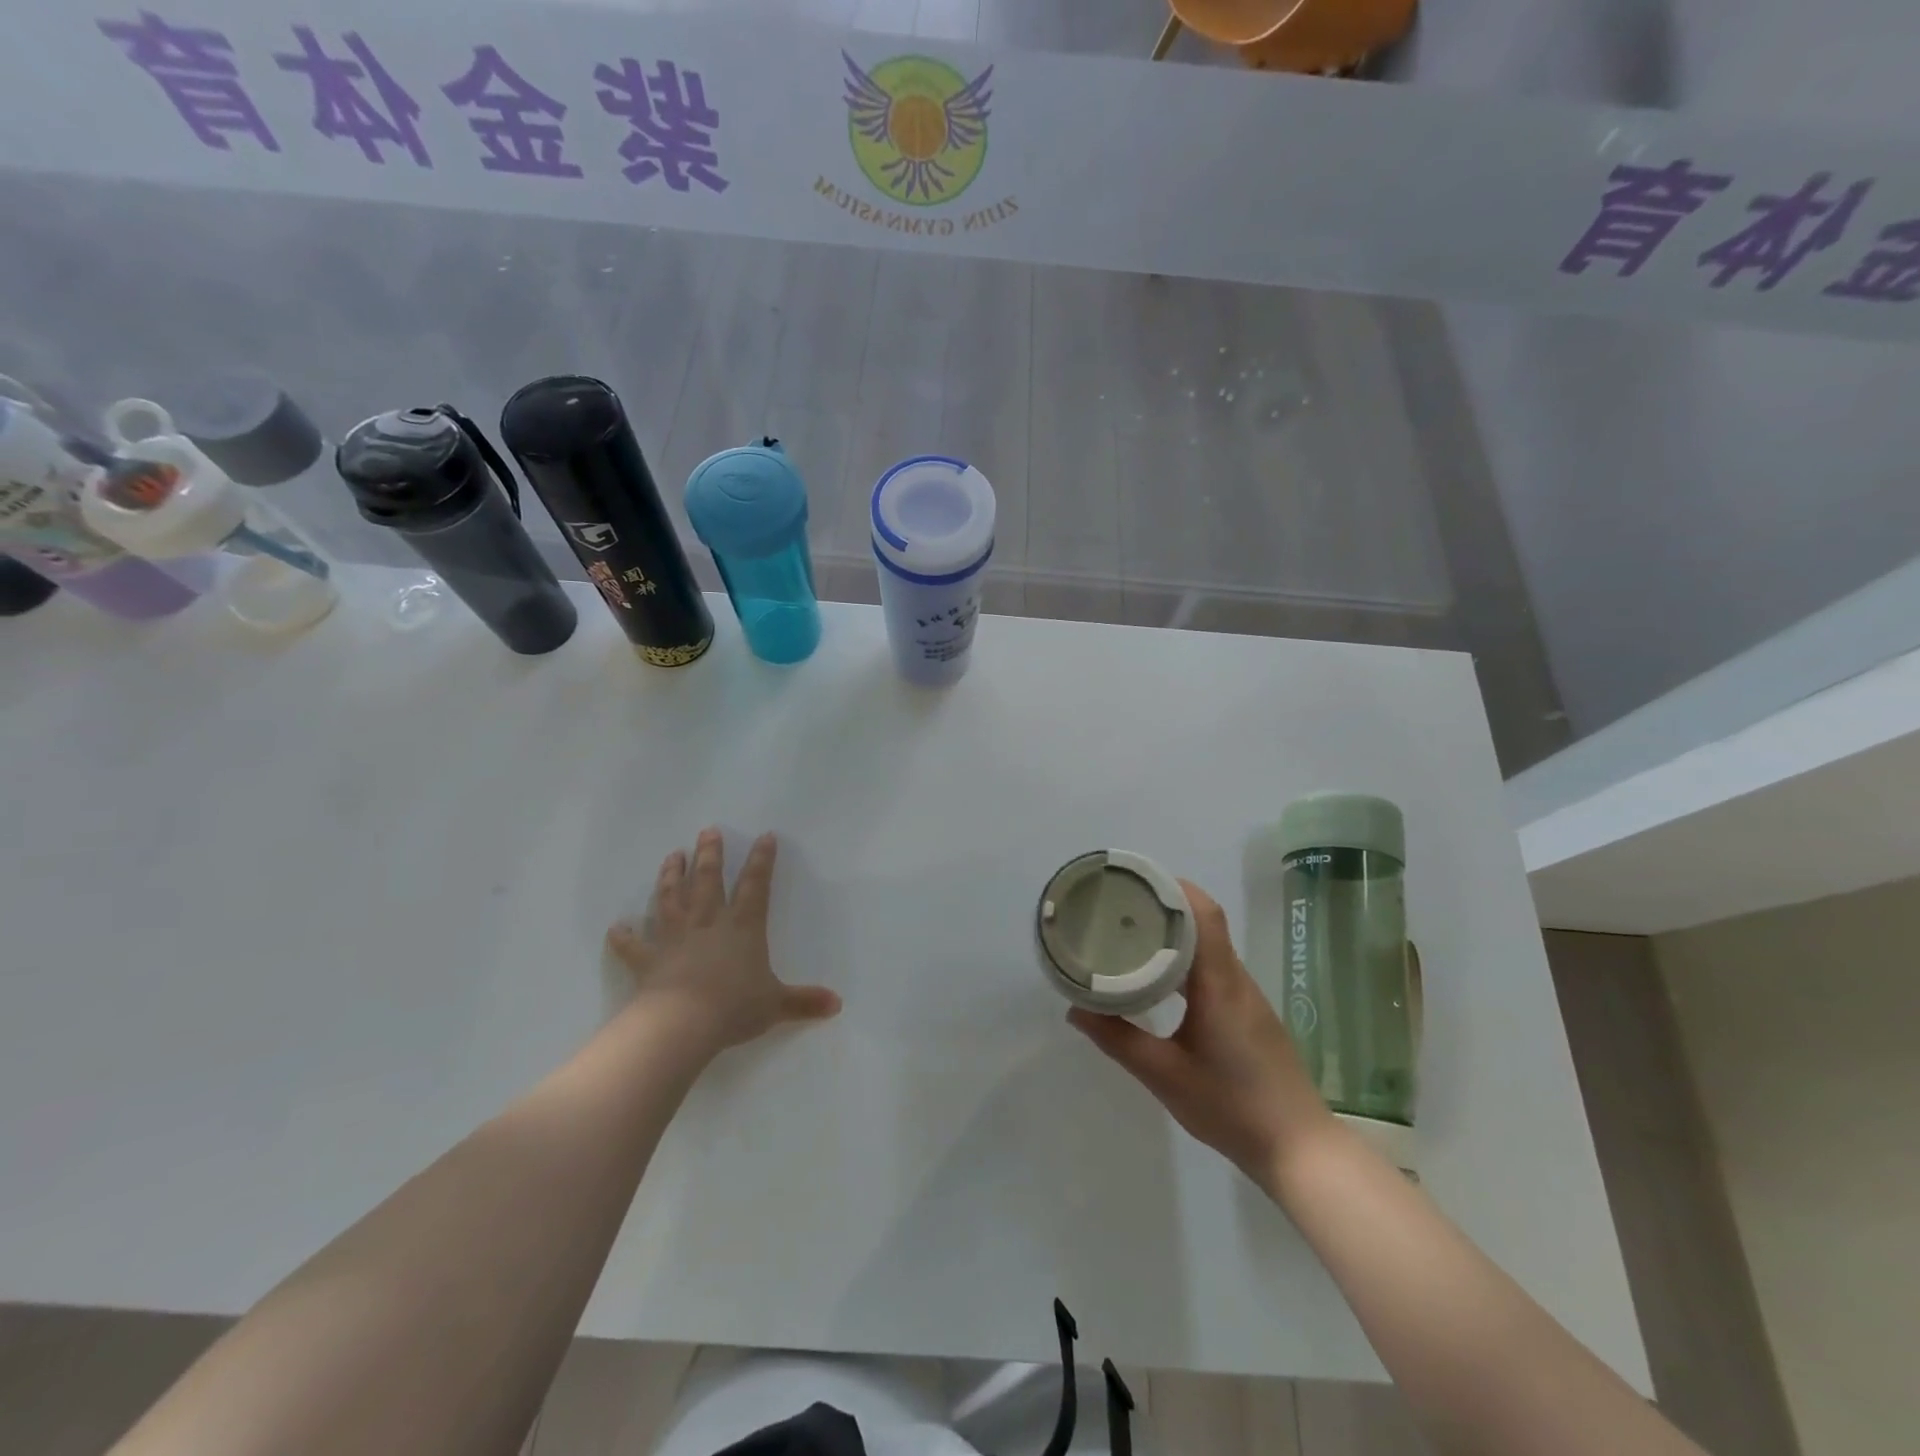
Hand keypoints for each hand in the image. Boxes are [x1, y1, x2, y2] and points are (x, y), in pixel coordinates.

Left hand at [606, 828, 841, 1054]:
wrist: (682, 1023)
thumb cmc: (734, 1006)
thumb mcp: (776, 1004)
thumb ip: (804, 1001)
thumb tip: (837, 1005)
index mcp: (743, 927)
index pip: (756, 886)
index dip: (762, 860)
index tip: (765, 836)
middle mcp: (708, 923)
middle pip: (708, 880)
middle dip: (709, 854)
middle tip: (707, 831)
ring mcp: (675, 938)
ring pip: (671, 898)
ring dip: (670, 876)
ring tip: (672, 854)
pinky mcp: (649, 959)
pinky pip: (634, 945)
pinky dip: (624, 936)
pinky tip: (617, 926)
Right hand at [1068, 880, 1331, 1186]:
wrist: (1299, 1150)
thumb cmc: (1231, 1108)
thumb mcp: (1165, 1076)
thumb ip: (1118, 1040)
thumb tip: (1075, 1010)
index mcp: (1218, 984)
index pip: (1203, 914)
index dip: (1172, 889)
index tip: (1134, 882)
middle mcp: (1236, 980)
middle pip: (1204, 922)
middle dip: (1164, 905)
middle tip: (1120, 906)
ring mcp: (1246, 997)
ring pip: (1209, 945)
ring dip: (1175, 932)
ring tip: (1132, 933)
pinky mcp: (1248, 1014)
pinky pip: (1214, 968)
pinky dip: (1186, 957)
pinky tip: (1161, 976)